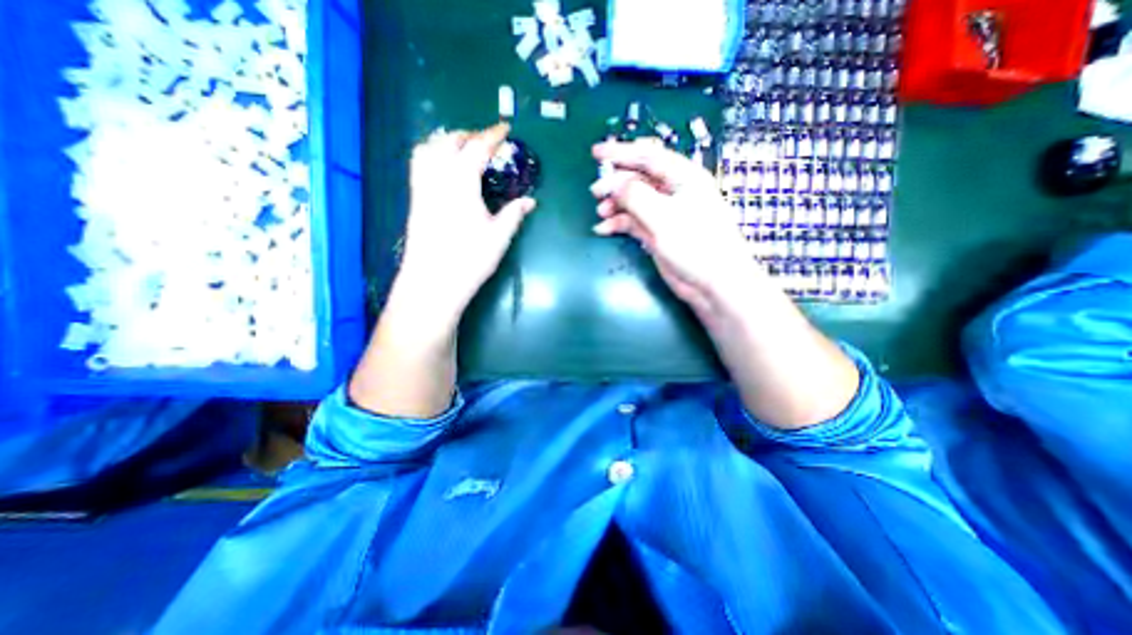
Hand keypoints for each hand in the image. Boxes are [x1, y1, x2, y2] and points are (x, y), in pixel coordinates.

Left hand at [396, 122, 538, 319]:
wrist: (433, 281)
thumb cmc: (470, 259)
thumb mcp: (499, 236)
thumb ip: (514, 213)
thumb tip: (531, 201)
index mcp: (461, 181)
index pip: (477, 148)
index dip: (492, 135)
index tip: (505, 128)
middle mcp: (437, 176)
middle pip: (449, 141)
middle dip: (469, 135)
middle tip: (487, 142)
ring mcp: (422, 187)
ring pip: (429, 148)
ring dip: (447, 141)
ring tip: (463, 150)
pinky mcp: (415, 199)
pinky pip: (419, 163)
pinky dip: (432, 154)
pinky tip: (444, 169)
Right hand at [593, 138, 759, 315]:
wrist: (712, 283)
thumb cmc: (695, 244)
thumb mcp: (663, 216)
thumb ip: (636, 196)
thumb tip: (614, 183)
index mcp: (682, 177)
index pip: (648, 156)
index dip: (621, 152)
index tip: (596, 152)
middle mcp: (672, 191)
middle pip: (638, 177)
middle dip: (615, 182)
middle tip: (595, 191)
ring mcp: (663, 214)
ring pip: (633, 200)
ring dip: (615, 204)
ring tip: (601, 213)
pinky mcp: (656, 233)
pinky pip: (632, 221)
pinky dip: (617, 223)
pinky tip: (603, 229)